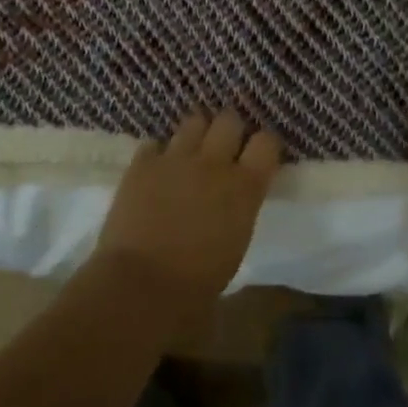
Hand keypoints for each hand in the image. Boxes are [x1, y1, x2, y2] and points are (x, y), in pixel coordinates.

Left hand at [91, 110, 280, 318]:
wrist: (141, 286)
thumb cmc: (197, 283)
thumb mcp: (236, 243)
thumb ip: (240, 208)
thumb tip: (233, 201)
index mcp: (245, 187)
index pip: (267, 142)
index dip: (264, 145)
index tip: (259, 155)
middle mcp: (214, 162)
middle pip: (229, 120)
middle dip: (229, 130)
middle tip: (224, 148)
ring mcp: (176, 158)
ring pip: (194, 121)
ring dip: (196, 134)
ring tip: (191, 151)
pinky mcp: (142, 163)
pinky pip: (155, 143)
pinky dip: (159, 153)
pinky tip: (158, 169)